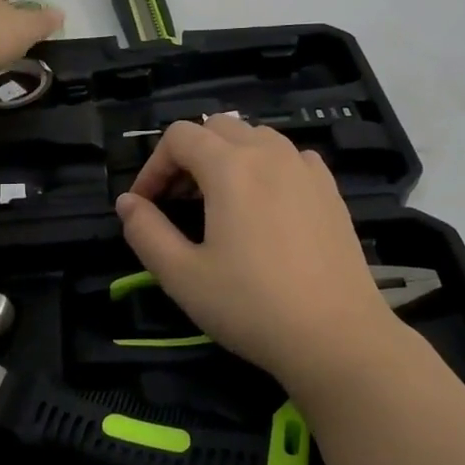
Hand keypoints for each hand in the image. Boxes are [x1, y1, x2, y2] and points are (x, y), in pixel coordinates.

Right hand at [114, 115, 398, 388]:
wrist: (337, 337)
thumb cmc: (251, 306)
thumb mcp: (182, 276)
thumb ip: (145, 232)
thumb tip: (127, 203)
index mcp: (231, 167)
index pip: (179, 136)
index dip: (153, 166)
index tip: (145, 206)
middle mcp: (270, 153)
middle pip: (217, 127)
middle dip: (188, 156)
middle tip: (179, 202)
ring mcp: (306, 169)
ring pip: (256, 137)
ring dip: (227, 157)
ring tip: (220, 202)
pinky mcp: (330, 190)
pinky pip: (289, 157)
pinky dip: (266, 167)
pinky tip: (265, 207)